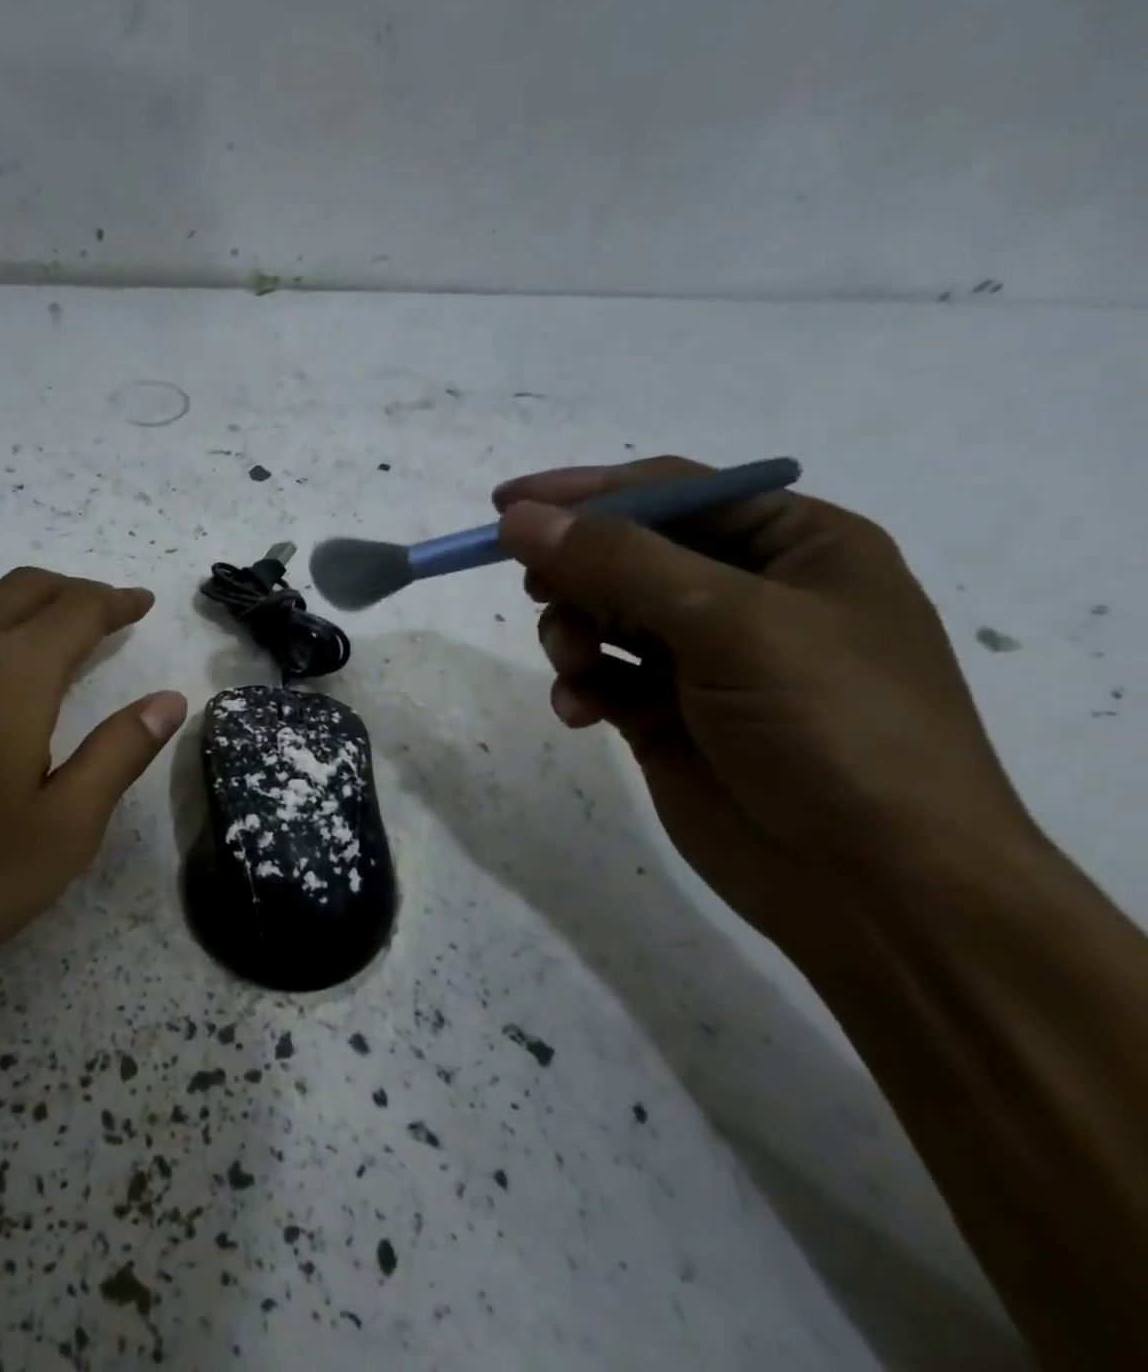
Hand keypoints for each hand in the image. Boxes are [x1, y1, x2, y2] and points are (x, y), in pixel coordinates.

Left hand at [0, 568, 186, 1025]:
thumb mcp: (64, 828)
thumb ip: (119, 753)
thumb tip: (169, 700)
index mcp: (16, 676)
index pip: (78, 612)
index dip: (116, 602)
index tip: (142, 604)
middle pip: (24, 590)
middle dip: (71, 592)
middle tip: (105, 611)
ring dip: (12, 596)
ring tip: (42, 615)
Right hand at [493, 457, 1040, 951]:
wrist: (873, 886)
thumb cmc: (830, 727)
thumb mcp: (731, 624)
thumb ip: (618, 564)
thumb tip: (518, 519)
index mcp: (795, 546)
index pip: (673, 493)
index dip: (587, 493)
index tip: (506, 505)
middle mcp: (747, 594)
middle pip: (628, 553)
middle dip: (576, 571)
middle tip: (533, 587)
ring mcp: (702, 658)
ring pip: (603, 615)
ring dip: (572, 632)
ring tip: (572, 663)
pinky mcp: (664, 714)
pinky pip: (600, 677)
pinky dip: (579, 686)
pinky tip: (580, 712)